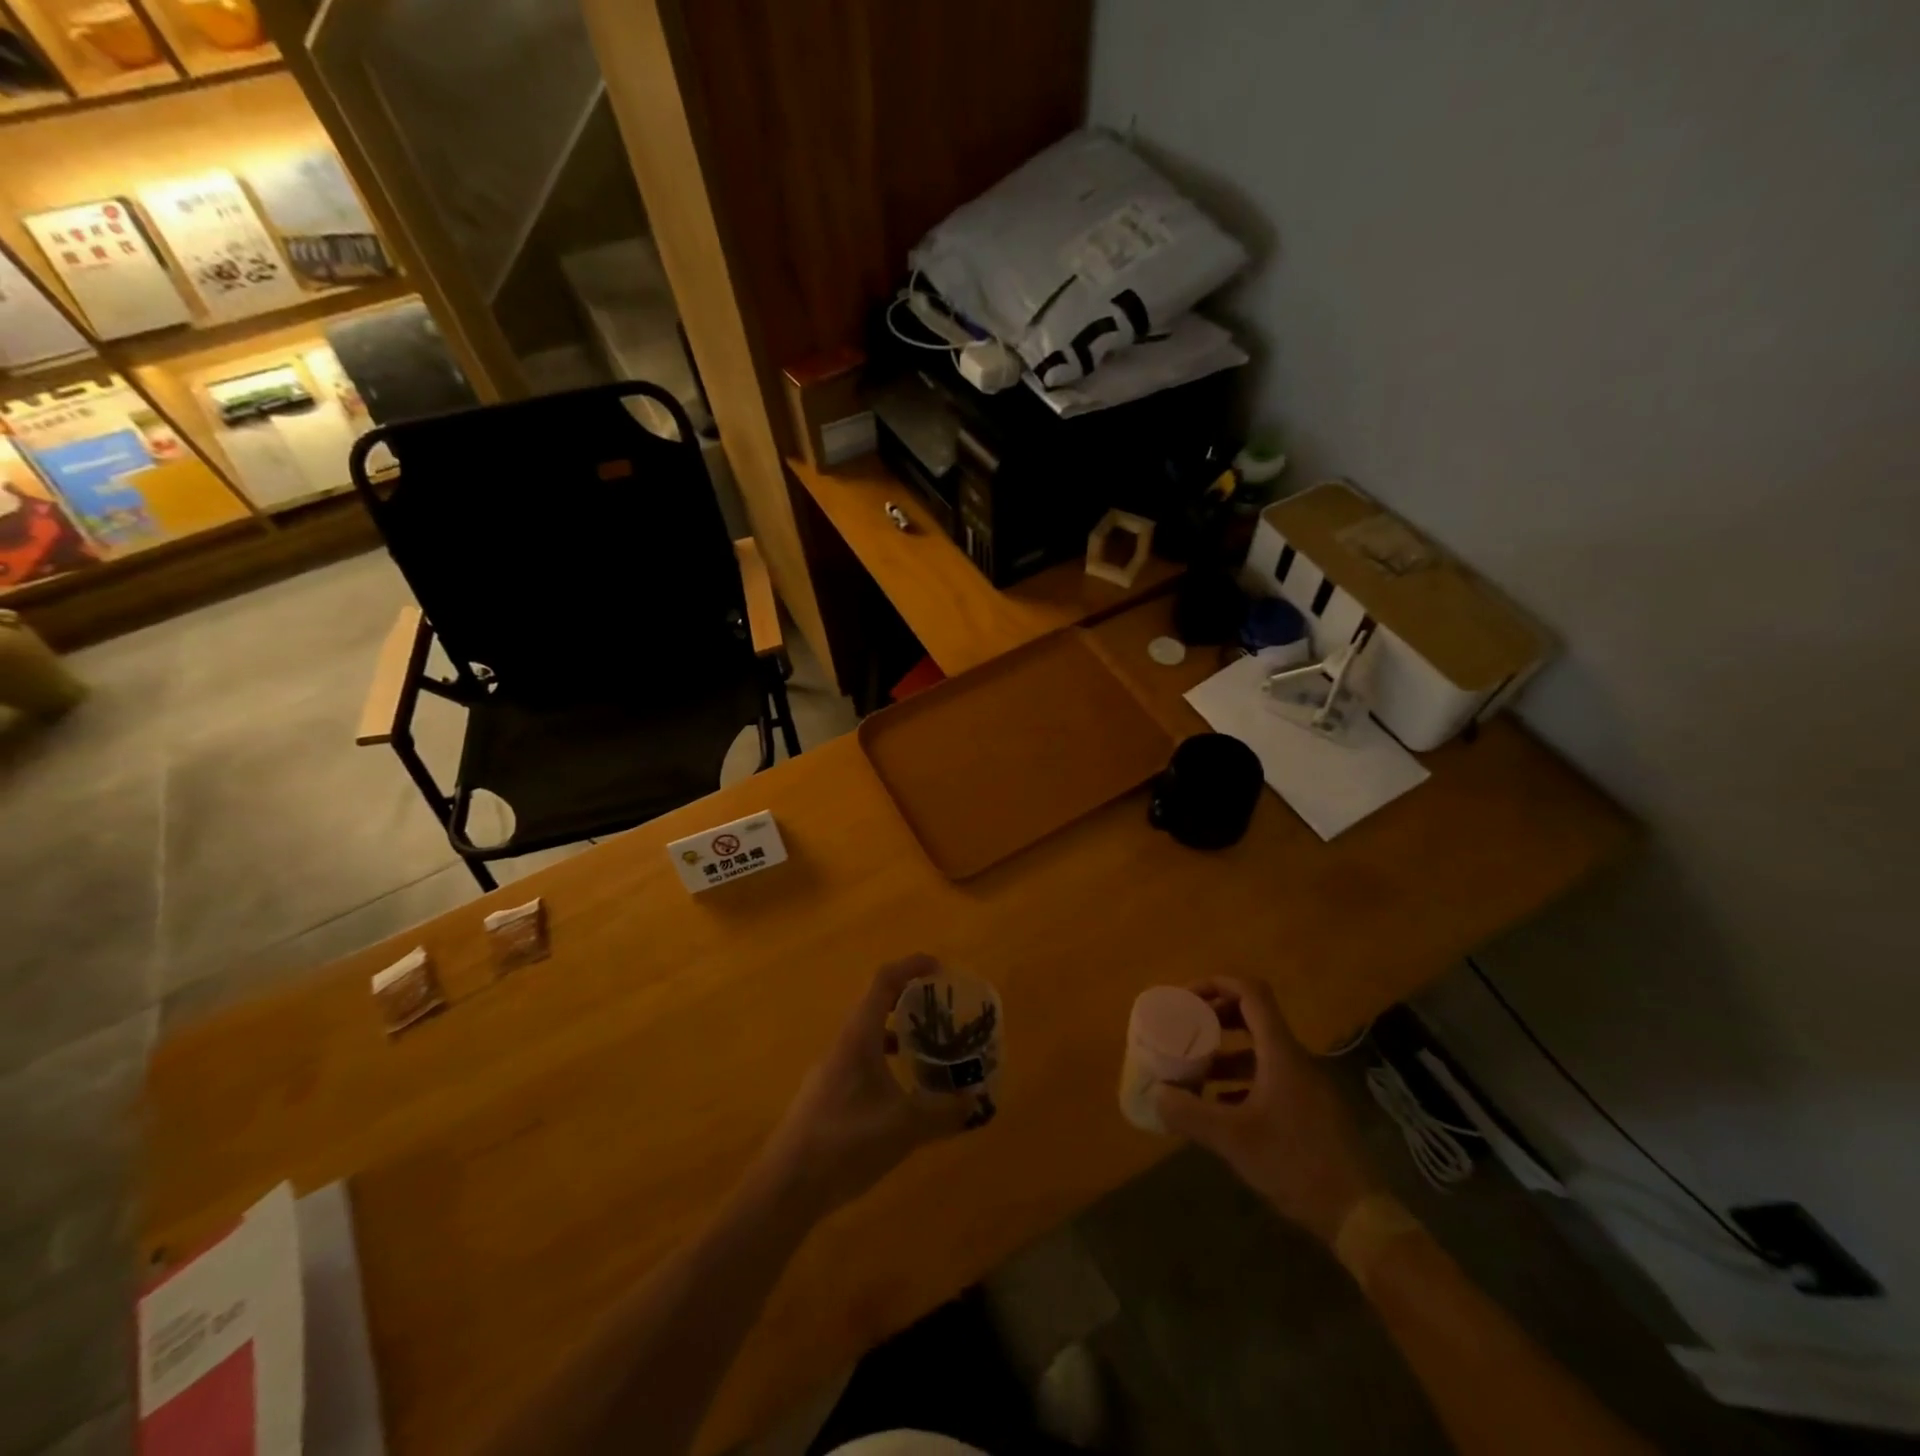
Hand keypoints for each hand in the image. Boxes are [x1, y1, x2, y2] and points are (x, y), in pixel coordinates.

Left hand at [758, 955, 973, 1217]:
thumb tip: (976, 1100)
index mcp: (858, 1037)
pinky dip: (884, 1060)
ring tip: (927, 1045)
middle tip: (941, 1008)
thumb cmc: (845, 1143)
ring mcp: (831, 1070)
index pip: (883, 981)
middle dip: (908, 998)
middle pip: (875, 1004)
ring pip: (867, 1034)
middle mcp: (842, 1045)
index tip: (940, 968)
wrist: (785, 1187)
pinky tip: (901, 1090)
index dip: (911, 966)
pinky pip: (861, 1061)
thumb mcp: (905, 1128)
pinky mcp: (826, 1096)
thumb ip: (944, 1112)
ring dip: (896, 1030)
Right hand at [1155, 977, 1383, 1245]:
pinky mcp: (1310, 1109)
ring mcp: (1306, 1085)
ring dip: (1226, 1053)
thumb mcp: (1234, 1140)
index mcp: (1282, 1053)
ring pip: (1260, 1051)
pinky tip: (1221, 1105)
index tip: (1186, 998)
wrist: (1359, 1217)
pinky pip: (1270, 1077)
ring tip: (1195, 1071)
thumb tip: (1156, 1094)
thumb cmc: (1296, 1165)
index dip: (1216, 984)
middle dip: (1216, 1017)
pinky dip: (1241, 1080)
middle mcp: (1296, 1059)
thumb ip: (1190, 1114)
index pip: (1251, 993)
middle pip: (1254, 1016)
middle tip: (1186, 1029)